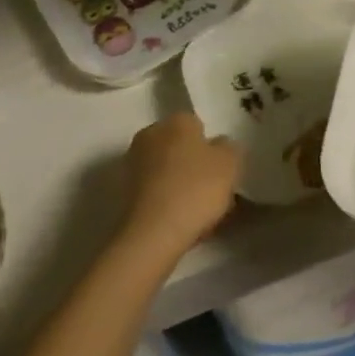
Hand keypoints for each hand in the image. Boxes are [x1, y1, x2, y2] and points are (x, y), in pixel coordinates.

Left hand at [120, 113, 242, 260]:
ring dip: (181, 184)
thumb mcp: (230, 163)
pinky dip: (167, 202)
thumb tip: (220, 145)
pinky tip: (181, 222)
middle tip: (214, 190)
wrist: (152, 235)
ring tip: (200, 212)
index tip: (223, 170)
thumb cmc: (195, 189)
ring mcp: (133, 164)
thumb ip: (230, 147)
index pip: (199, 125)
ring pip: (168, 171)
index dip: (213, 148)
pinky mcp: (124, 193)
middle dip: (195, 165)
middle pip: (181, 148)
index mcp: (176, 120)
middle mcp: (150, 134)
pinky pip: (156, 192)